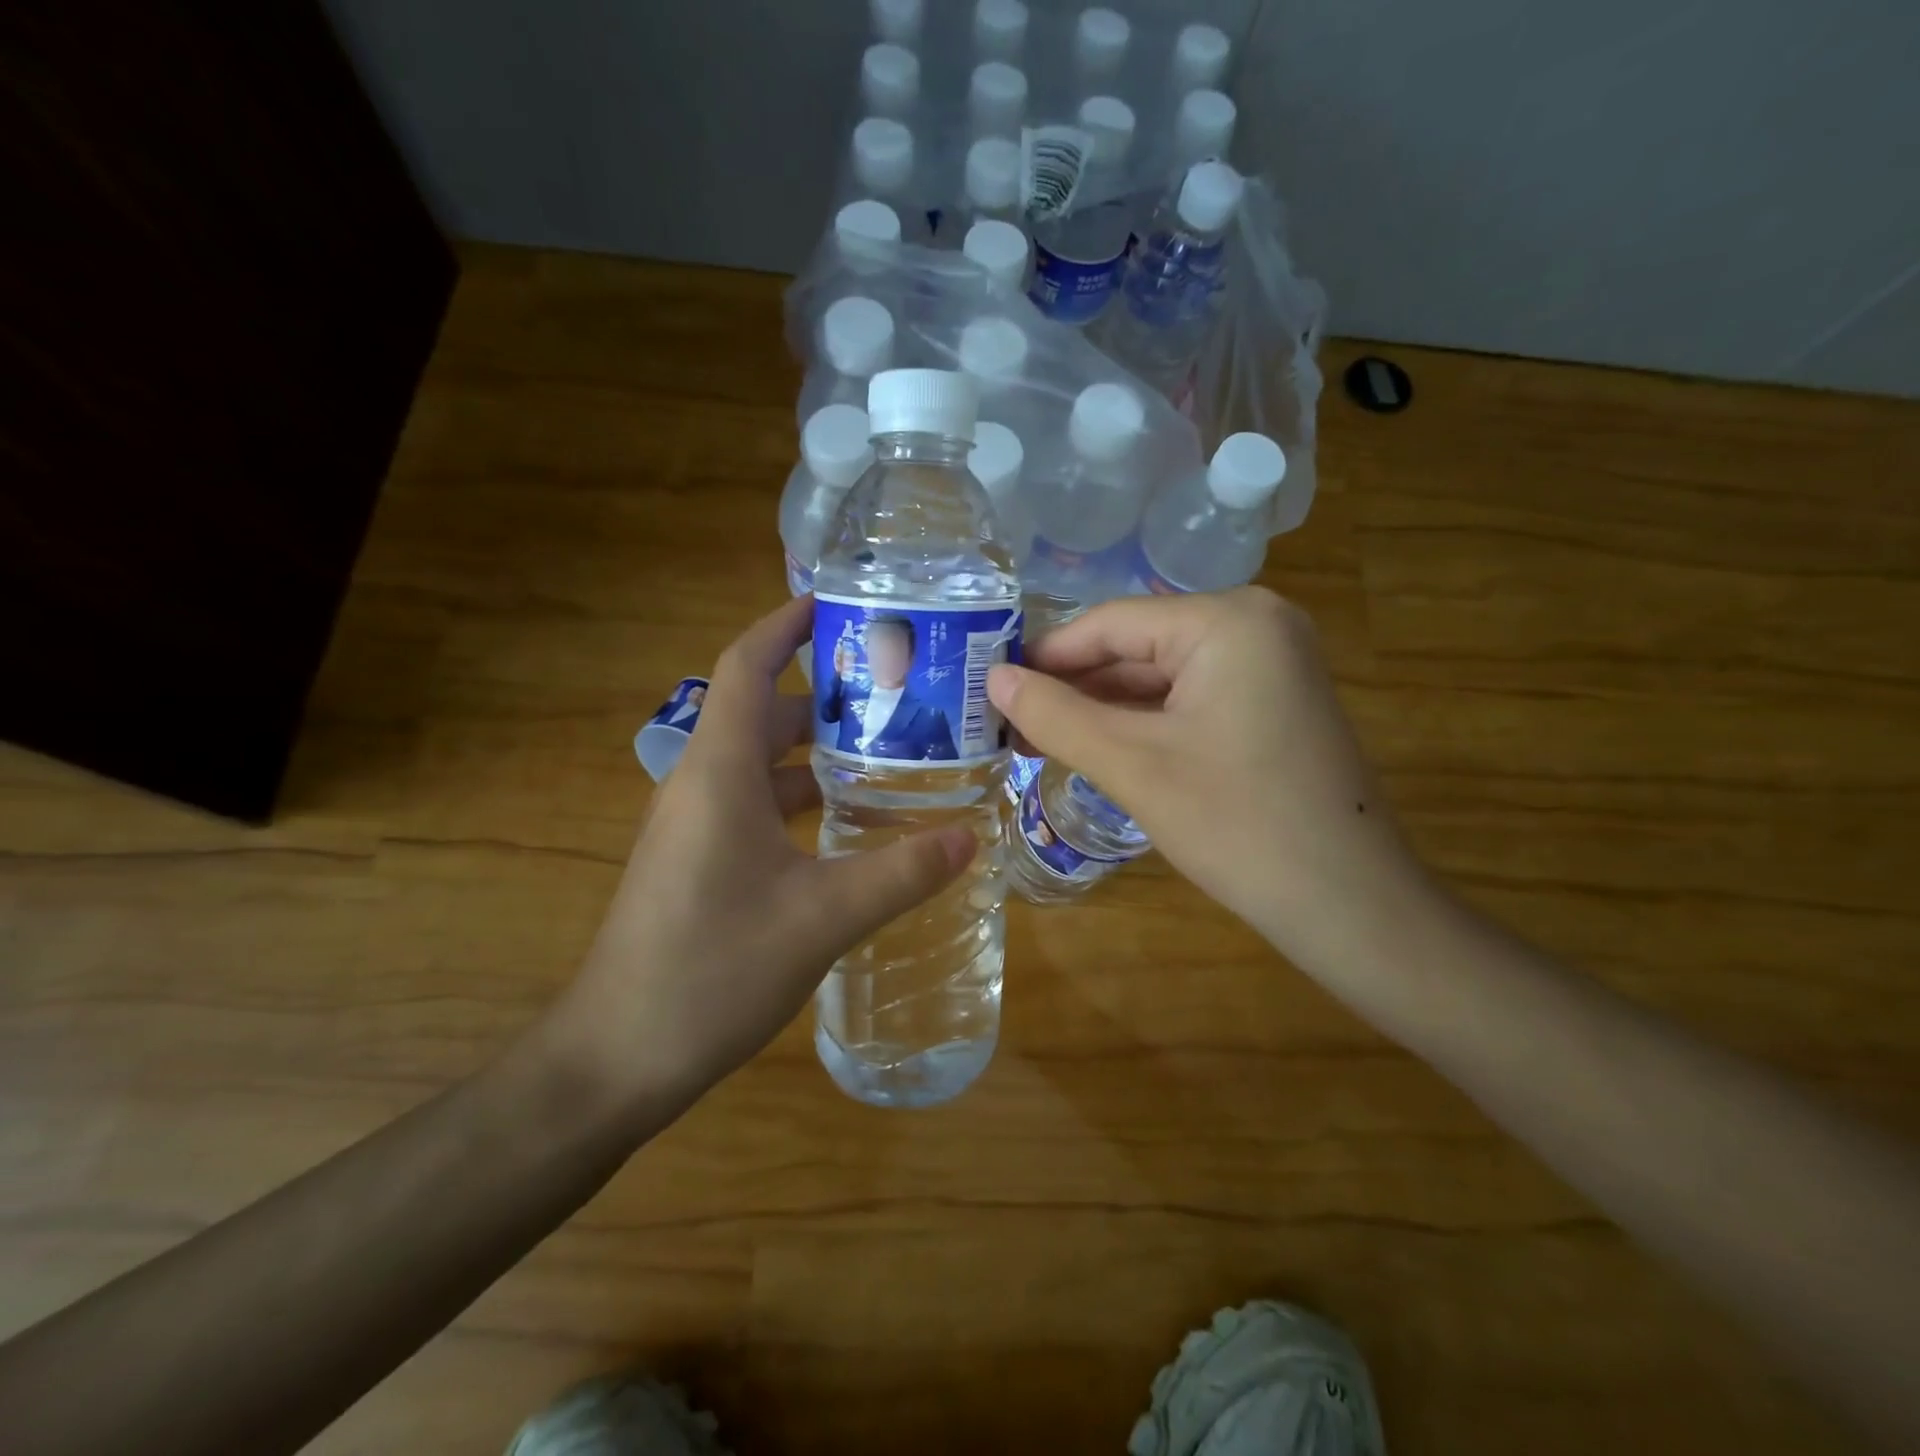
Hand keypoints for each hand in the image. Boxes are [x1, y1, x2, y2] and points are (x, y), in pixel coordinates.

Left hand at [548, 596, 975, 1115]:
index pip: (746, 666)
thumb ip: (900, 872)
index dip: (785, 625)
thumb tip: (971, 837)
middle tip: (897, 689)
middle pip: (764, 711)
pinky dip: (803, 798)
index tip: (838, 604)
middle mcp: (702, 784)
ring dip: (819, 751)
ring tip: (890, 749)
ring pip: (763, 763)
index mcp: (719, 772)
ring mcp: (696, 826)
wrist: (616, 1057)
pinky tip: (852, 823)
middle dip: (826, 692)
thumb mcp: (821, 917)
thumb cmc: (711, 970)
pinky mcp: (699, 862)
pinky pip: (757, 806)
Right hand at [987, 588, 1422, 963]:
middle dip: (1072, 688)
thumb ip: (1056, 715)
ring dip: (1101, 710)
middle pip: (1135, 647)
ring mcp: (1269, 665)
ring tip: (1036, 740)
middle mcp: (1254, 625)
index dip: (1044, 656)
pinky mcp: (1271, 704)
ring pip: (1159, 677)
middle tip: (1006, 723)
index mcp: (1227, 621)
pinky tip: (1095, 747)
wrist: (1350, 907)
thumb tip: (993, 678)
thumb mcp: (1132, 765)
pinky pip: (1188, 701)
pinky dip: (1141, 724)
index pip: (1110, 623)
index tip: (989, 687)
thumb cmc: (1237, 825)